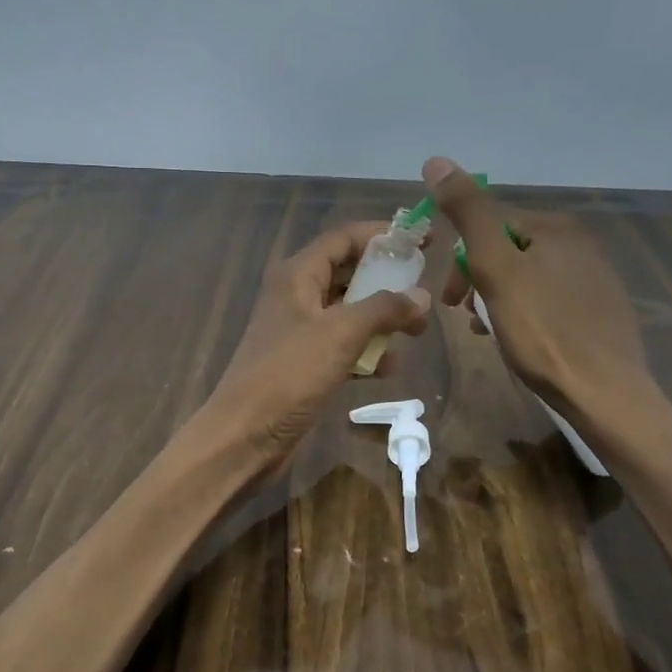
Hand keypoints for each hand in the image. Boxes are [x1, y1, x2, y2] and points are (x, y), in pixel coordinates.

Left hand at [201, 221, 430, 481]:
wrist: (245, 436)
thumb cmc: (289, 375)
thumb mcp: (340, 334)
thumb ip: (384, 309)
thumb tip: (421, 294)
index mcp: (297, 275)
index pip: (343, 239)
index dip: (382, 235)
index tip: (422, 240)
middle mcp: (297, 297)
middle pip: (348, 274)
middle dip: (387, 280)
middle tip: (425, 289)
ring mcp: (300, 333)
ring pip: (349, 313)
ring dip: (382, 319)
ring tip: (419, 329)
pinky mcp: (305, 365)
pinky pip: (344, 348)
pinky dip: (367, 352)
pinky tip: (392, 367)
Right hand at [424, 156, 669, 453]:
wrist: (604, 393)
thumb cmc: (543, 331)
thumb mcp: (496, 268)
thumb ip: (468, 214)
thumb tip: (437, 161)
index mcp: (557, 227)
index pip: (491, 224)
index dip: (461, 260)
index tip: (450, 299)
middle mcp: (581, 244)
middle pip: (509, 251)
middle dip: (479, 280)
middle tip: (467, 317)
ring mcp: (595, 278)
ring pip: (527, 277)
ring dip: (498, 299)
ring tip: (490, 333)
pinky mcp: (601, 310)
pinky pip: (549, 300)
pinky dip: (525, 313)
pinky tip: (521, 340)